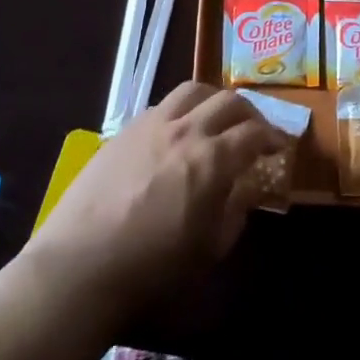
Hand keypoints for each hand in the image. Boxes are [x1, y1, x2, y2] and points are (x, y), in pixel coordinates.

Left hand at [20, 83, 283, 319]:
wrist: (80, 266)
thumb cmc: (151, 269)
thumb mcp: (208, 250)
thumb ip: (234, 211)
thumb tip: (246, 188)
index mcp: (212, 159)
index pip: (253, 133)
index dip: (273, 136)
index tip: (279, 146)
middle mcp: (186, 130)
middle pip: (228, 101)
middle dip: (249, 113)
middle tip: (254, 131)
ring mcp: (152, 124)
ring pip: (193, 90)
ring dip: (214, 99)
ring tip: (217, 117)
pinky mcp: (125, 129)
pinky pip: (163, 105)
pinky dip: (182, 110)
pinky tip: (178, 132)